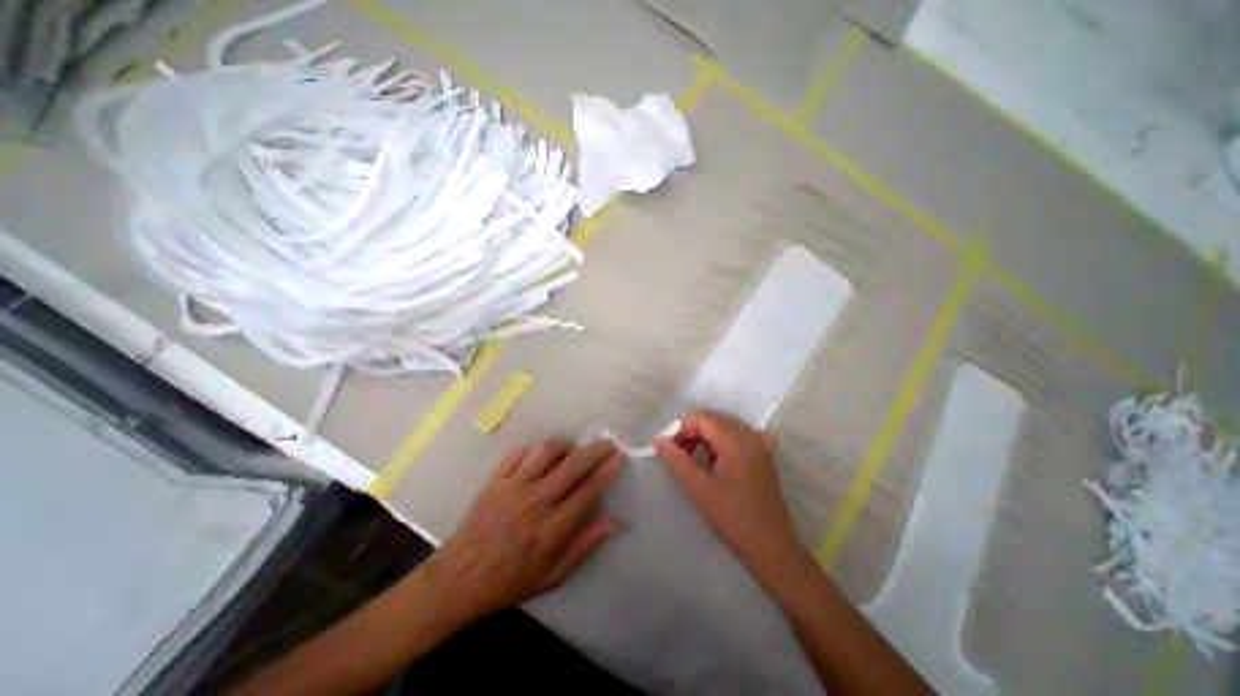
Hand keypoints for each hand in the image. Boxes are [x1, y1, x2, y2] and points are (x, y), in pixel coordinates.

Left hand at [428, 441, 625, 625]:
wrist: (457, 581)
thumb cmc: (508, 582)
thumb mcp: (552, 576)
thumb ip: (584, 547)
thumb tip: (613, 522)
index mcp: (552, 528)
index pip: (588, 491)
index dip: (607, 471)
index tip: (619, 457)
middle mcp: (536, 502)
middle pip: (572, 466)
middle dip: (595, 451)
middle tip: (607, 443)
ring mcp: (512, 487)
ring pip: (545, 452)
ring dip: (564, 446)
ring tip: (571, 449)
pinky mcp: (494, 480)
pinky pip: (517, 453)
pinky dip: (532, 450)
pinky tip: (538, 457)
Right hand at [654, 414, 809, 582]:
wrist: (773, 550)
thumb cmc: (733, 520)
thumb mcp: (699, 490)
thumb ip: (677, 460)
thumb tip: (660, 439)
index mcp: (736, 441)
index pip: (702, 418)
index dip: (682, 429)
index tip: (670, 450)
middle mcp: (751, 437)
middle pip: (715, 420)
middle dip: (693, 432)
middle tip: (680, 455)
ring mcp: (762, 447)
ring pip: (728, 428)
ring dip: (708, 438)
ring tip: (697, 461)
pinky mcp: (767, 459)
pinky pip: (743, 438)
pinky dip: (727, 442)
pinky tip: (722, 459)